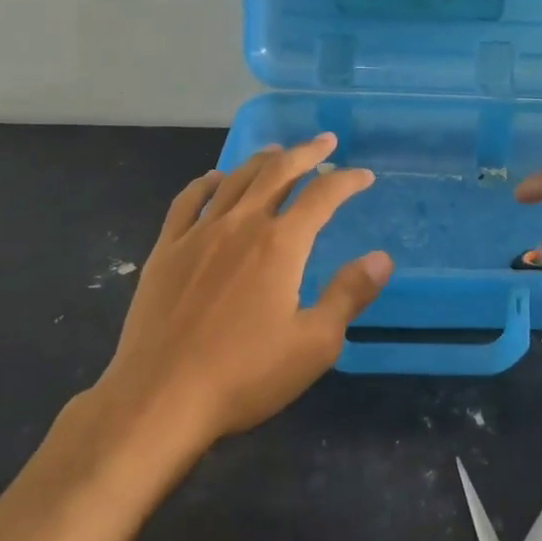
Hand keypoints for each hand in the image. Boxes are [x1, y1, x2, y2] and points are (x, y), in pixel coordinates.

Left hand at [98, 134, 390, 451]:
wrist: (160, 398)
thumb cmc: (244, 374)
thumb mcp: (314, 343)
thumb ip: (349, 294)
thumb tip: (381, 258)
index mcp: (280, 245)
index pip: (322, 196)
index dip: (346, 181)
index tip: (363, 176)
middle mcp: (241, 225)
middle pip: (277, 173)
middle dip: (305, 153)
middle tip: (325, 142)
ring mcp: (198, 234)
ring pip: (235, 180)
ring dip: (261, 160)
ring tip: (277, 151)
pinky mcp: (166, 251)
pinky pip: (187, 201)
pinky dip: (205, 183)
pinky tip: (213, 179)